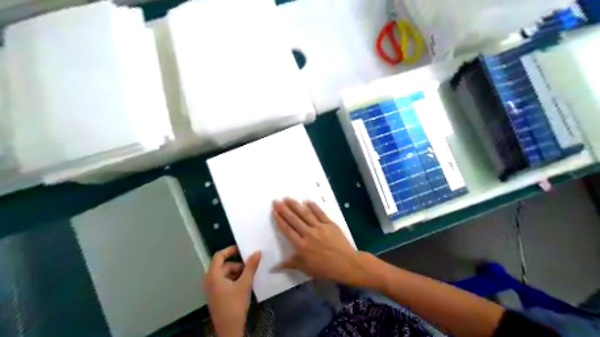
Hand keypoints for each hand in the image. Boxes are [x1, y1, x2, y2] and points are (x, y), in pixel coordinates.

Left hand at [206, 244, 261, 336]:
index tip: (242, 249)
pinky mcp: (215, 296)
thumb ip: (251, 266)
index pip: (219, 256)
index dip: (230, 250)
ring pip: (224, 274)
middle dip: (237, 265)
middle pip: (223, 265)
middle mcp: (209, 280)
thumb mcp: (245, 283)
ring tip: (248, 277)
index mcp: (213, 275)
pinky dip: (233, 280)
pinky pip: (223, 281)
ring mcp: (211, 289)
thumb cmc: (235, 304)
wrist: (229, 329)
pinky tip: (243, 285)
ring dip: (236, 273)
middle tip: (250, 268)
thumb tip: (257, 251)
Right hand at [274, 198, 373, 285]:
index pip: (287, 230)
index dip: (280, 220)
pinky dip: (313, 206)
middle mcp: (308, 233)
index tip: (274, 211)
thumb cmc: (324, 268)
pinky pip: (320, 213)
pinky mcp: (329, 224)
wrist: (346, 264)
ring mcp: (319, 227)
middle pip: (294, 219)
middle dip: (284, 209)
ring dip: (295, 205)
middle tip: (276, 201)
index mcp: (301, 245)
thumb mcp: (305, 268)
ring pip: (305, 214)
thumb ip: (290, 263)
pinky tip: (307, 200)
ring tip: (288, 198)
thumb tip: (272, 267)